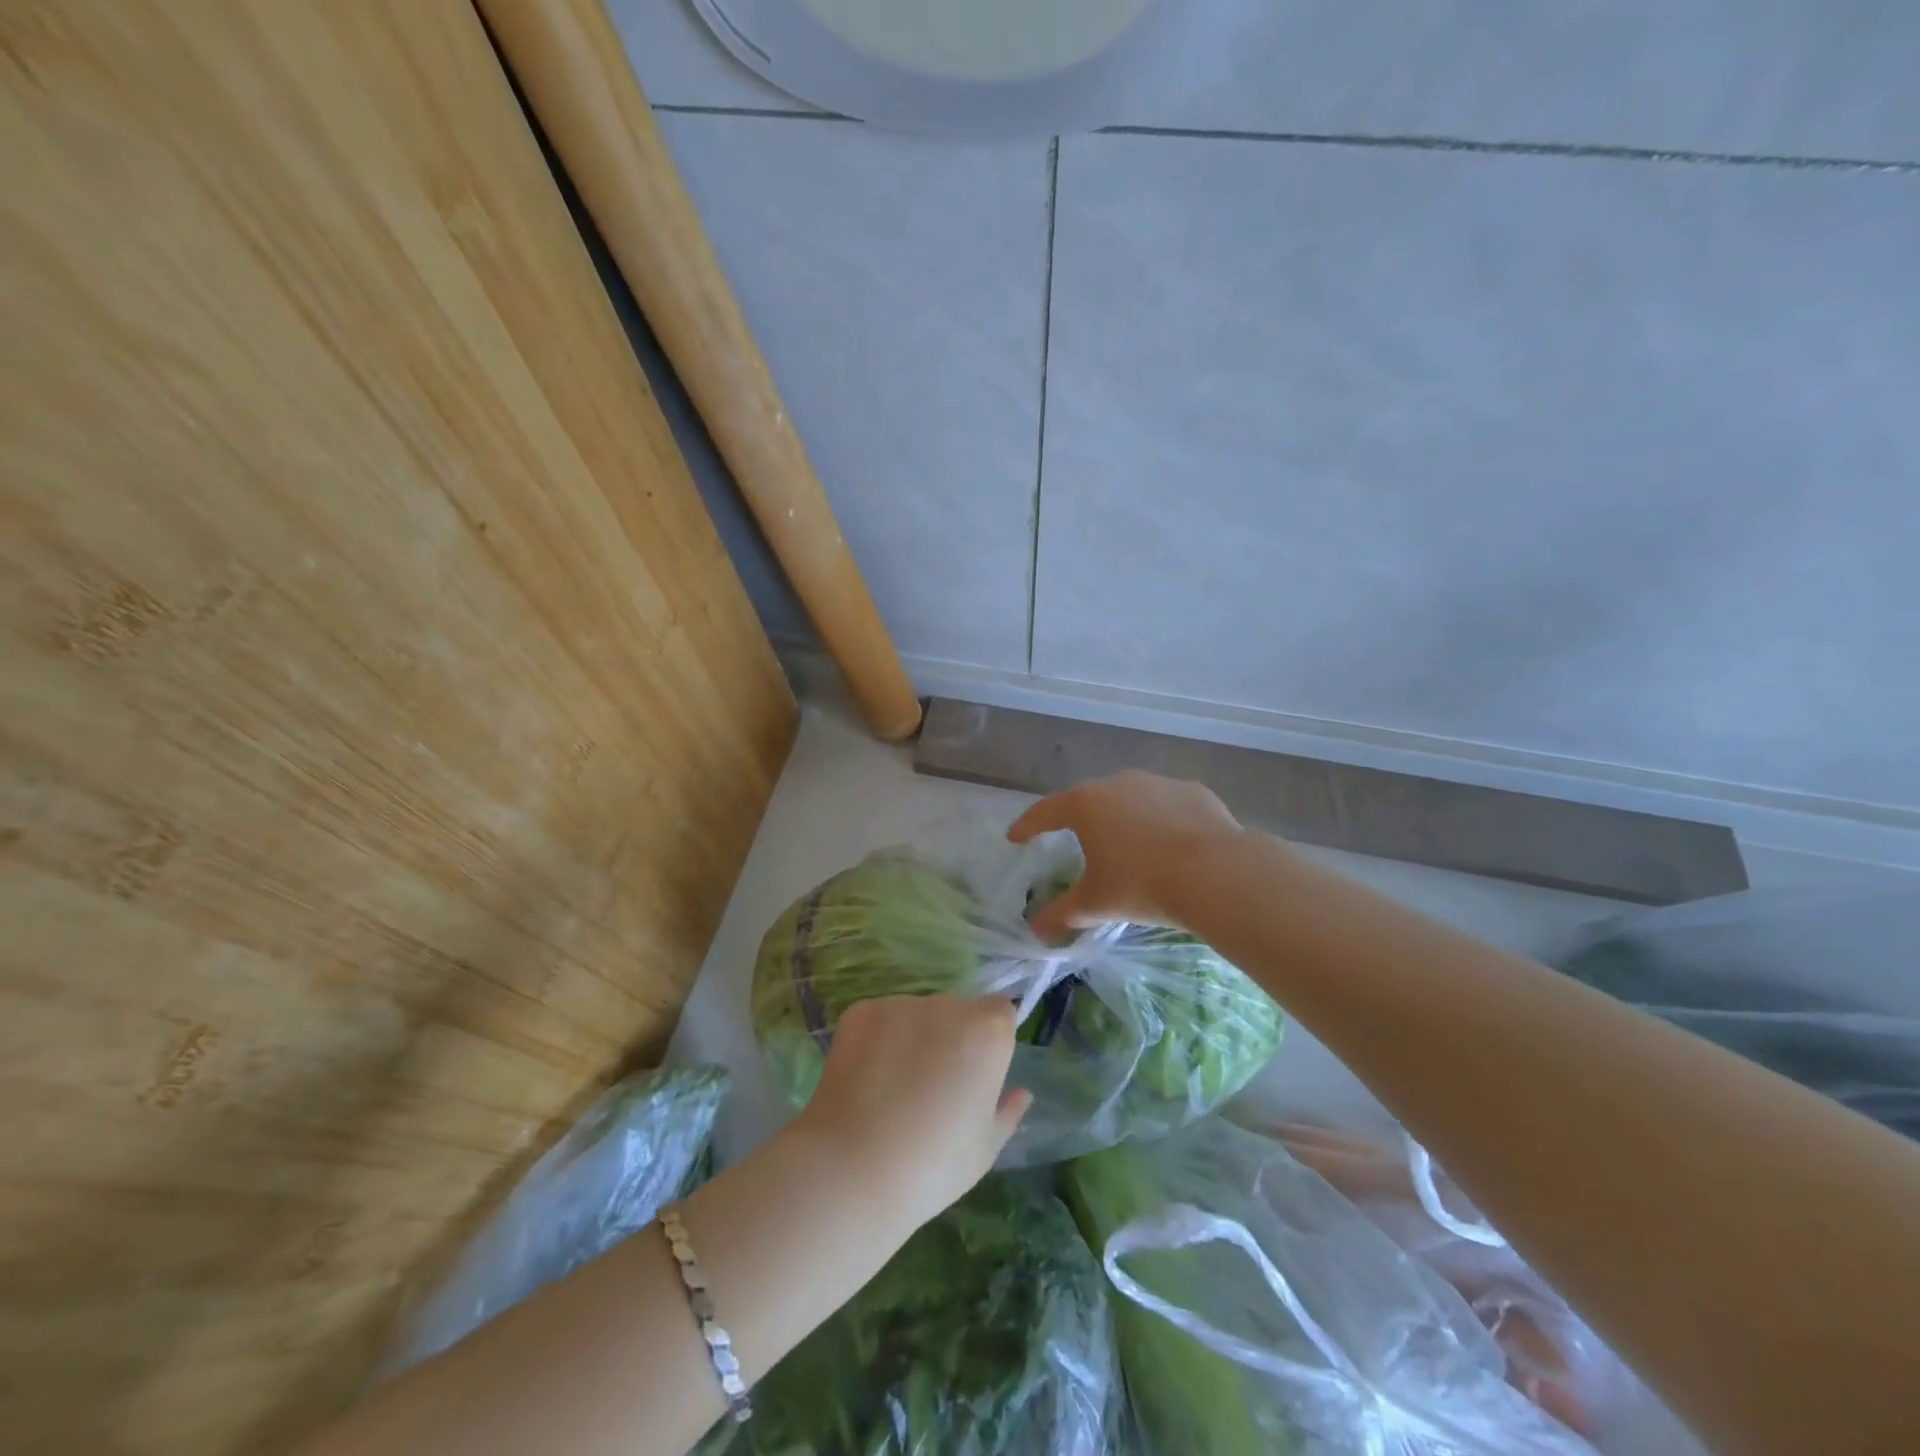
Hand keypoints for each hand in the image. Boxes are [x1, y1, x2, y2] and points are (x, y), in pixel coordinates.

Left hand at [792, 994, 1032, 1231]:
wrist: (853, 1169)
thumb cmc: (933, 1165)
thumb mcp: (984, 1149)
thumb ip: (1007, 1112)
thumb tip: (1021, 1093)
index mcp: (987, 1032)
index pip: (1000, 1013)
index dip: (991, 1039)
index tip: (977, 1073)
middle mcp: (947, 1005)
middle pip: (957, 1011)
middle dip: (951, 1037)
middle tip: (933, 1086)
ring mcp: (900, 1004)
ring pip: (916, 1015)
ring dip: (913, 1038)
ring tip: (893, 1088)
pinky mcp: (861, 1012)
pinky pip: (880, 1021)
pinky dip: (877, 1042)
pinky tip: (866, 1081)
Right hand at [1008, 770, 1247, 939]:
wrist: (1215, 873)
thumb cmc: (1141, 885)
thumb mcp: (1095, 904)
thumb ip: (1061, 915)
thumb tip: (1036, 930)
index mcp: (1085, 804)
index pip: (1045, 812)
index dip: (1028, 825)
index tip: (1016, 837)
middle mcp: (1118, 783)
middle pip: (1089, 800)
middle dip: (1079, 820)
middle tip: (1075, 840)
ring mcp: (1158, 783)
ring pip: (1131, 799)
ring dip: (1124, 819)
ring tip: (1128, 846)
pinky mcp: (1193, 792)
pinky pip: (1168, 806)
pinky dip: (1162, 822)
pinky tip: (1171, 845)